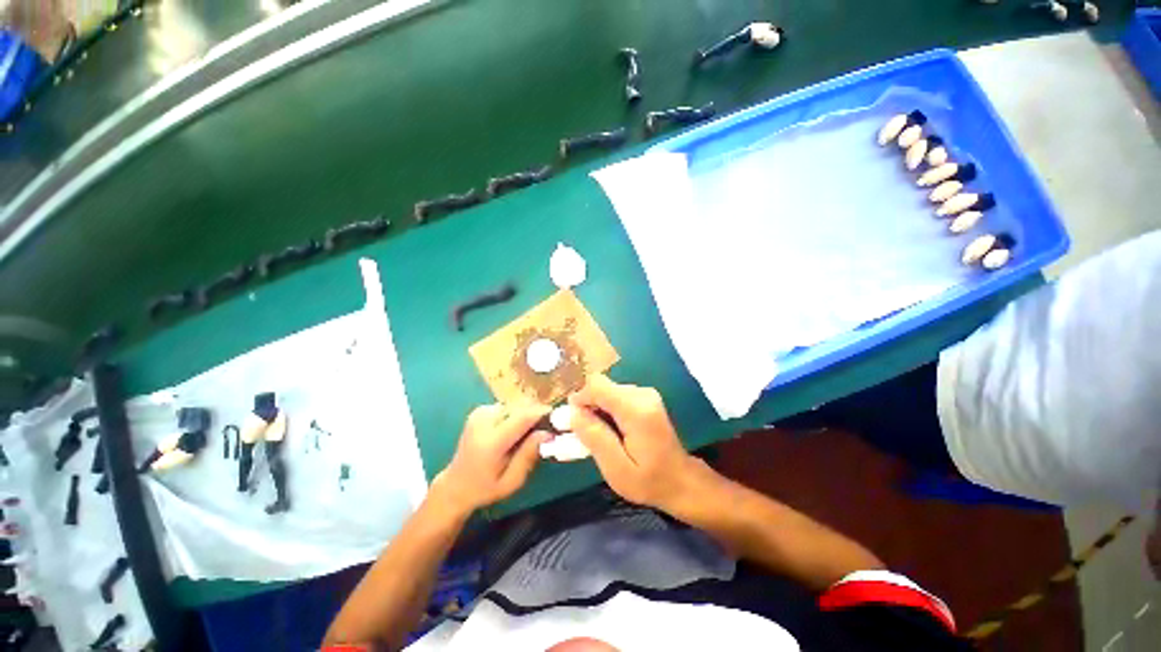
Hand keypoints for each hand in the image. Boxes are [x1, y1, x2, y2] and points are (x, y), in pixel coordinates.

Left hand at [432, 404, 550, 515]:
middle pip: (520, 407)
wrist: (456, 485)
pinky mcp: (480, 410)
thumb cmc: (486, 488)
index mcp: (491, 441)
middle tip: (542, 432)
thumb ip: (529, 455)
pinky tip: (511, 431)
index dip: (542, 413)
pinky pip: (507, 407)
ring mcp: (480, 413)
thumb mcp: (512, 481)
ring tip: (525, 435)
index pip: (523, 417)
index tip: (557, 418)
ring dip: (524, 416)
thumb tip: (548, 433)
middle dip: (535, 416)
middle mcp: (484, 421)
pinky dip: (514, 415)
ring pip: (515, 405)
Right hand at [568, 374, 706, 512]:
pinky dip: (607, 410)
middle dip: (587, 407)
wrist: (682, 481)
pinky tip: (611, 431)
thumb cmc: (650, 480)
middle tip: (583, 435)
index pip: (597, 385)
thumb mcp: (616, 468)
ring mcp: (646, 394)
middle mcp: (642, 394)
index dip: (579, 398)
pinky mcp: (645, 398)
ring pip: (607, 391)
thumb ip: (595, 437)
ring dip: (597, 410)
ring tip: (599, 436)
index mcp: (636, 409)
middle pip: (602, 387)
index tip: (572, 421)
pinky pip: (616, 396)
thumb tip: (573, 412)